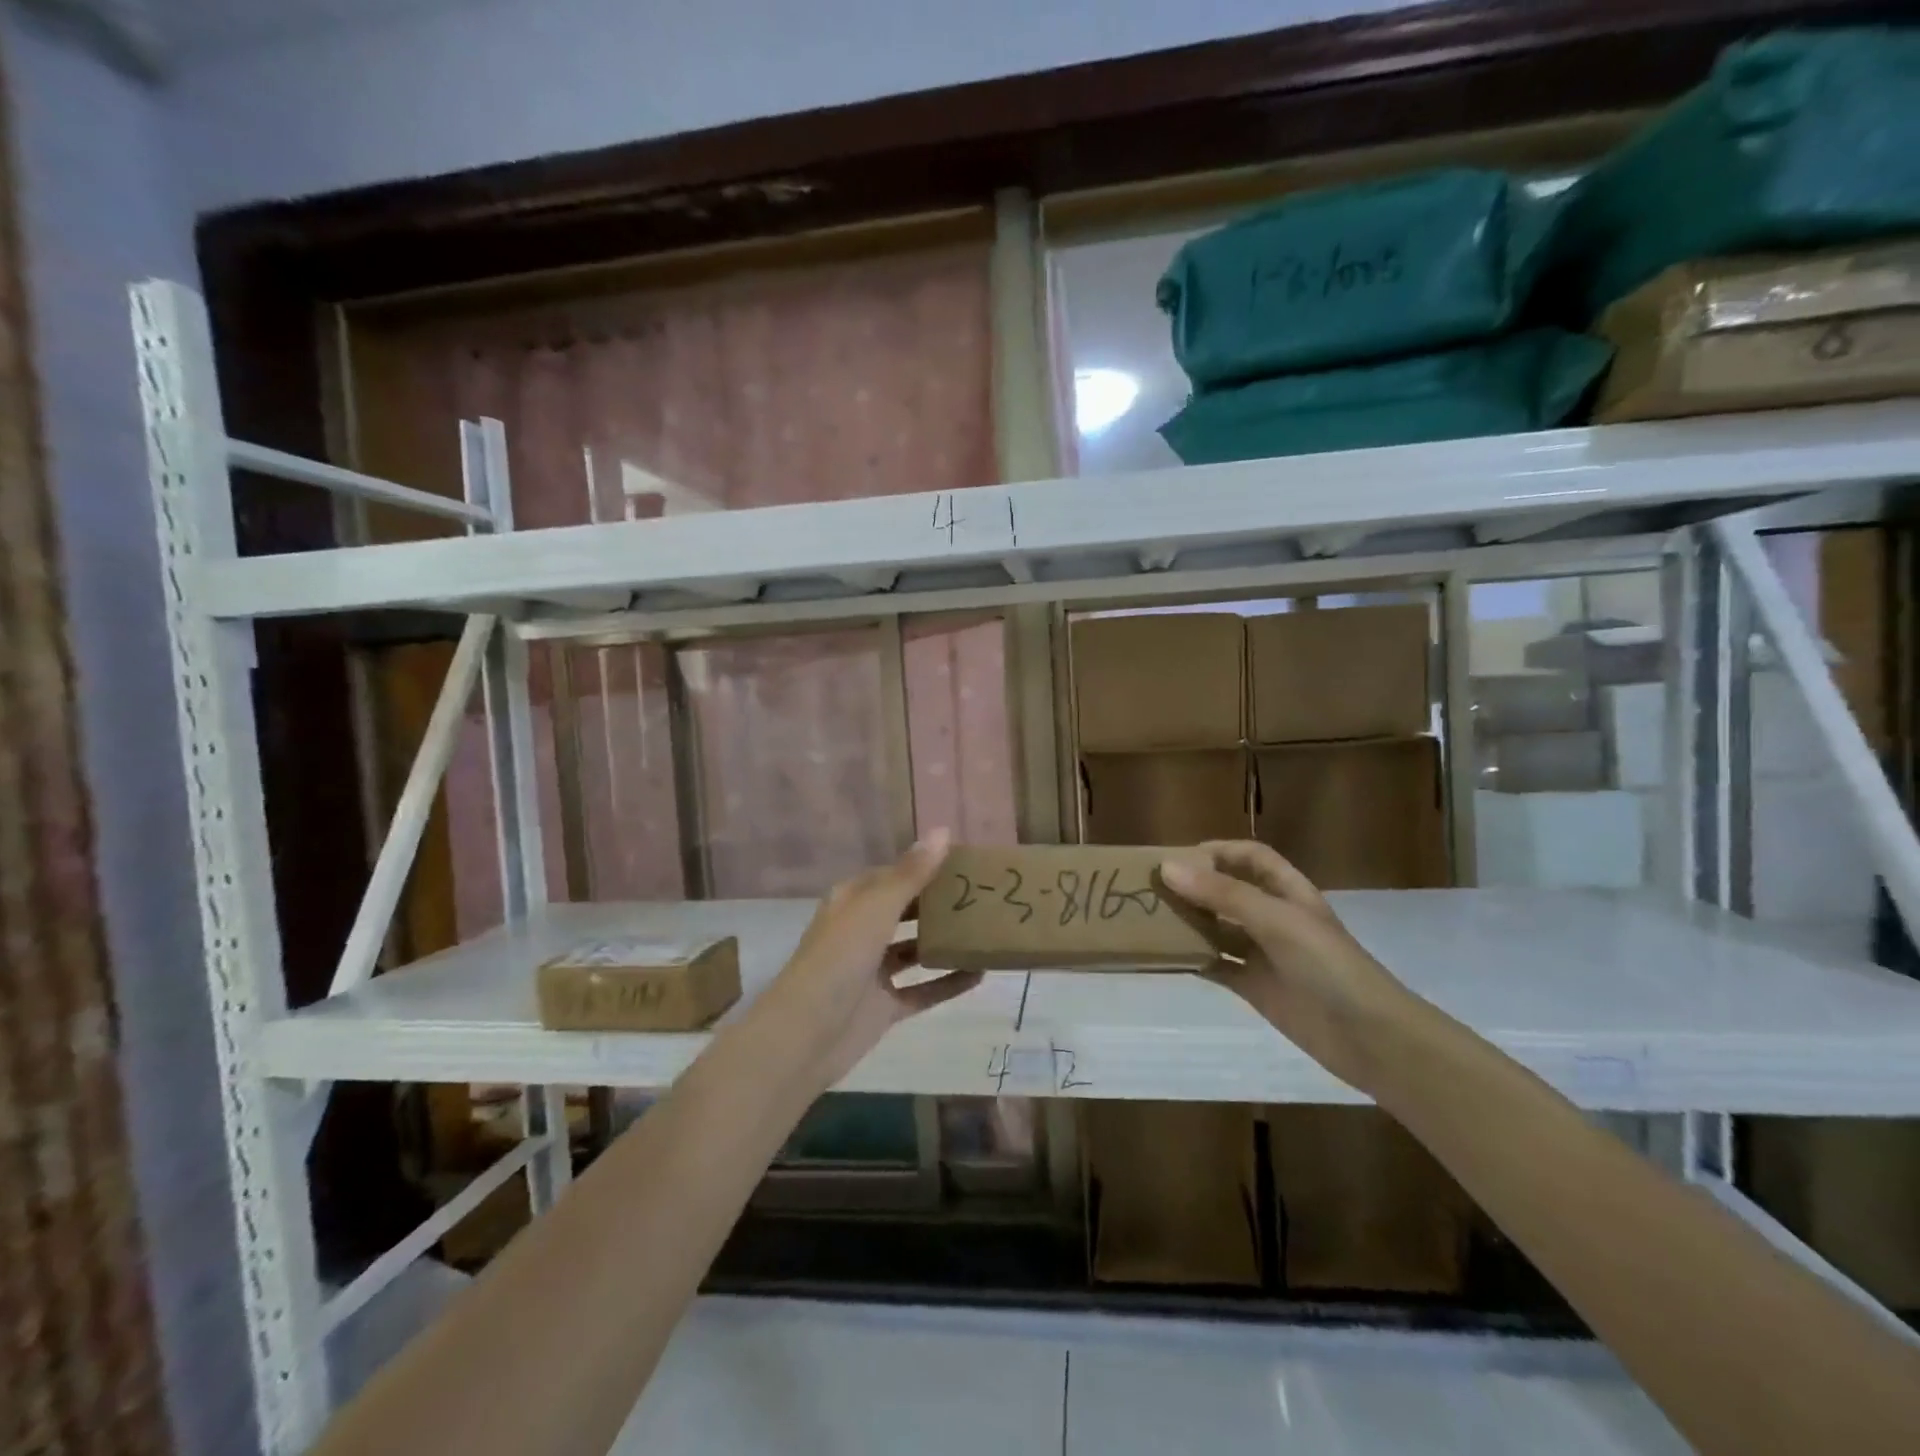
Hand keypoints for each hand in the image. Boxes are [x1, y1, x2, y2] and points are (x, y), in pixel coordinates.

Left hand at [752, 830, 982, 1088]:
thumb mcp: (876, 908)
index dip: (924, 867)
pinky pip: (923, 990)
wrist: (806, 1035)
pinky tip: (981, 974)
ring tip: (985, 930)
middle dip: (938, 903)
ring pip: (914, 950)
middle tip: (981, 895)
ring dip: (944, 941)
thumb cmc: (839, 958)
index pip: (892, 876)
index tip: (963, 863)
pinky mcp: (884, 1006)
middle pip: (905, 911)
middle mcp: (861, 932)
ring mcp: (872, 972)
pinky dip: (948, 982)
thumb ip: (912, 874)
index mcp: (852, 902)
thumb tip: (943, 831)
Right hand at [1158, 840, 1413, 1092]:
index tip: (1178, 857)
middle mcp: (1274, 918)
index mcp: (1288, 892)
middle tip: (1150, 888)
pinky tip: (1164, 958)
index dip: (1219, 851)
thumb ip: (1222, 894)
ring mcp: (1264, 954)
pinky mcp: (1254, 987)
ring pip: (1218, 929)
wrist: (1369, 1038)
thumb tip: (1167, 867)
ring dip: (1189, 923)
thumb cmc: (1328, 966)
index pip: (1251, 857)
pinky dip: (1192, 960)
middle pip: (1228, 891)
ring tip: (1149, 919)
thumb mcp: (1276, 920)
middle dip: (1194, 886)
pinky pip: (1217, 966)